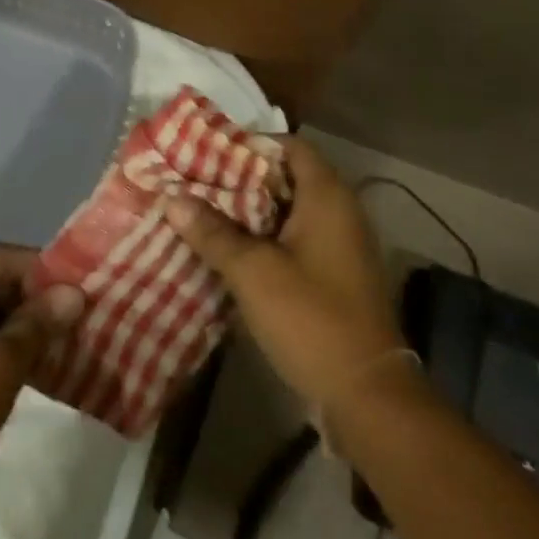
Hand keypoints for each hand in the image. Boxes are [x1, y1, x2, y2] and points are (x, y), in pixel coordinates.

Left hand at [0, 245, 85, 506]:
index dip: (43, 273)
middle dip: (24, 298)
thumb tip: (72, 293)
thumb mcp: (1, 368)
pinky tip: (3, 361)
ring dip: (3, 319)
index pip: (1, 257)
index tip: (76, 296)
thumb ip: (38, 323)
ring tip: (41, 345)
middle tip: (63, 323)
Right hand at [169, 136, 404, 408]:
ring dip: (248, 212)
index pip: (290, 147)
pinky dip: (263, 240)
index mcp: (327, 198)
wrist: (366, 394)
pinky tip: (227, 252)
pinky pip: (293, 242)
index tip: (208, 151)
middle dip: (240, 179)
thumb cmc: (311, 318)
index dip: (251, 144)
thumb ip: (212, 232)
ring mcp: (338, 246)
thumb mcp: (253, 272)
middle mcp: (339, 213)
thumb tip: (172, 198)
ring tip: (201, 213)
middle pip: (286, 178)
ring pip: (287, 213)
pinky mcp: (333, 276)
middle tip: (195, 182)